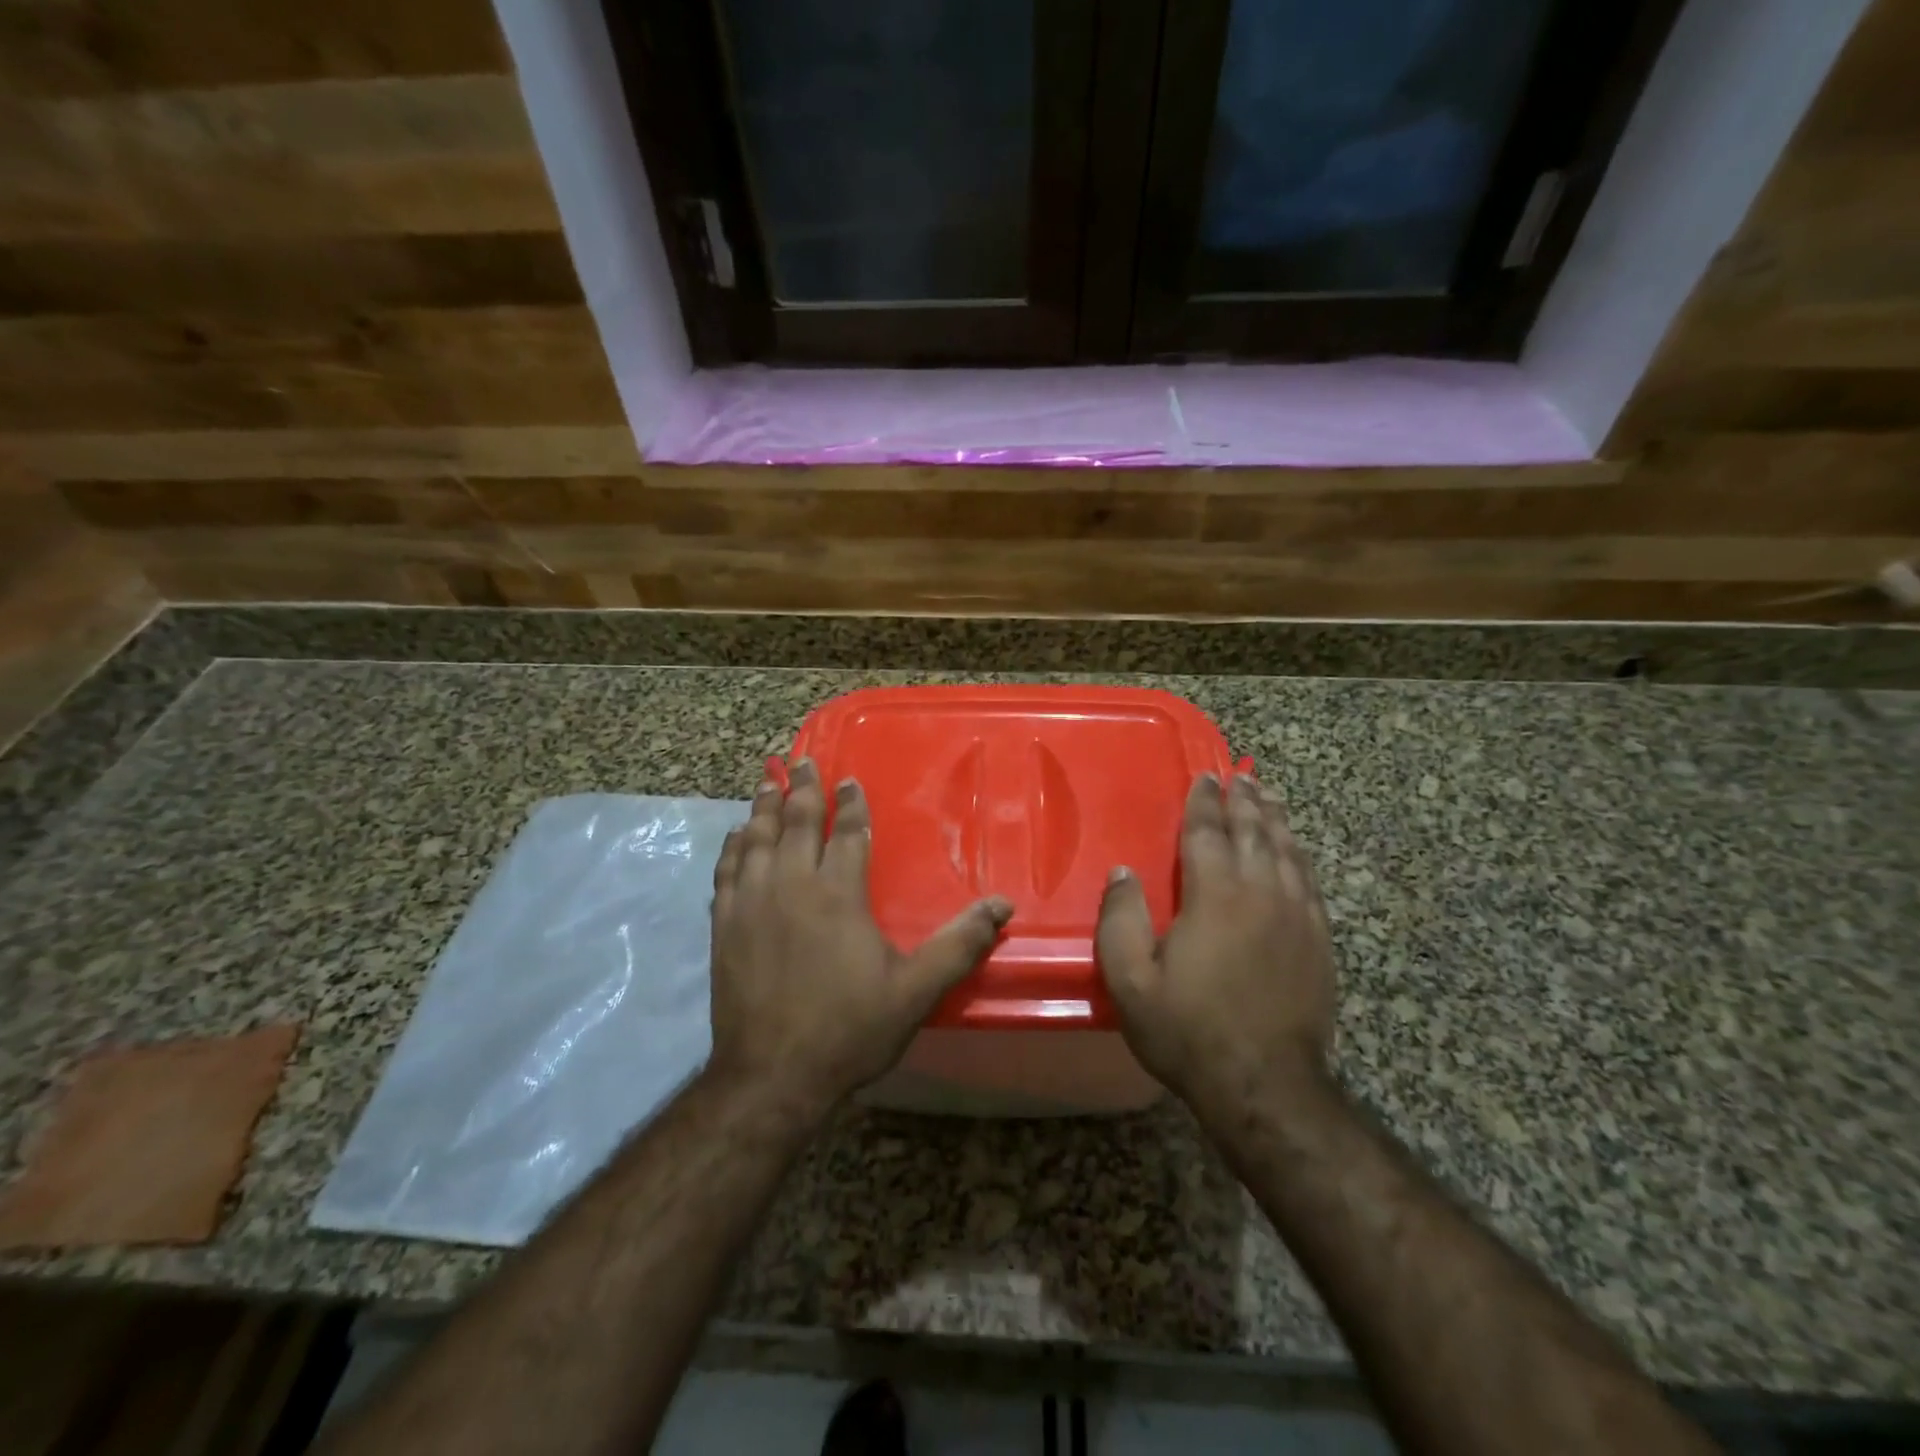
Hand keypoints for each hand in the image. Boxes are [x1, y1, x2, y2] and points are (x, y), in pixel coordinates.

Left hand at [707, 759, 1013, 1113]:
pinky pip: (726, 872)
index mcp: (838, 894)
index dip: (849, 804)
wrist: (772, 1076)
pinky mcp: (724, 926)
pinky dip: (733, 848)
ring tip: (767, 780)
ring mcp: (751, 904)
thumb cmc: (848, 1030)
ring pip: (756, 839)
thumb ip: (959, 944)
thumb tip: (1003, 905)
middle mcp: (792, 886)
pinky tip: (736, 838)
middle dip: (801, 789)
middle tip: (801, 760)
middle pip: (795, 823)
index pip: (846, 833)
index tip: (848, 779)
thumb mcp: (915, 991)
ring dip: (763, 807)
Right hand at [1096, 773, 1336, 1114]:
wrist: (1265, 1085)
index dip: (1203, 802)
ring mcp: (1297, 916)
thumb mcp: (1130, 980)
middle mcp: (1261, 893)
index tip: (1205, 776)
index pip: (1207, 832)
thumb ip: (1120, 919)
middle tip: (1239, 777)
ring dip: (1276, 819)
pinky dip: (1299, 855)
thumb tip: (1124, 872)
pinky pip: (1310, 881)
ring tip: (1269, 796)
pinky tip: (1295, 850)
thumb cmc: (1188, 1030)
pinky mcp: (1319, 941)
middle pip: (1254, 832)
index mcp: (1214, 895)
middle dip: (1244, 801)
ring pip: (1287, 851)